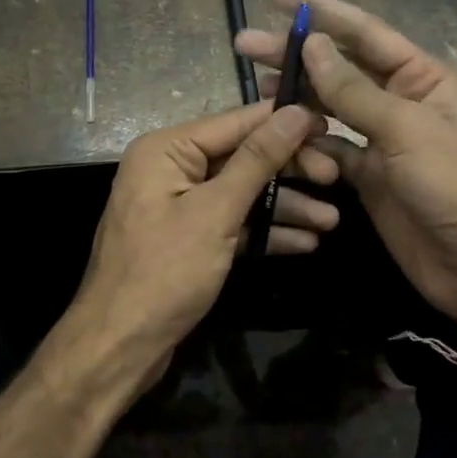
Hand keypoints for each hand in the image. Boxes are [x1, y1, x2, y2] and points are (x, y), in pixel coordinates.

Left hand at [67, 101, 333, 383]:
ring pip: (242, 193)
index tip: (331, 125)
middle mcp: (170, 169)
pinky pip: (232, 222)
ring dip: (285, 206)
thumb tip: (295, 112)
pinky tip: (305, 243)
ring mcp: (179, 205)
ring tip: (332, 221)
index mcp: (166, 150)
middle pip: (241, 157)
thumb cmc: (165, 271)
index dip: (285, 123)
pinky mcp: (189, 239)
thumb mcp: (216, 212)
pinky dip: (264, 231)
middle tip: (336, 179)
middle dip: (289, 170)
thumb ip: (257, 160)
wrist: (120, 345)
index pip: (236, 122)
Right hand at [237, 0, 456, 335]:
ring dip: (296, 100)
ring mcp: (381, 140)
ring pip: (329, 108)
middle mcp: (399, 101)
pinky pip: (329, 149)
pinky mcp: (367, 176)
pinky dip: (306, 145)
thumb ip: (354, 91)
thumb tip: (313, 46)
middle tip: (245, 46)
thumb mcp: (406, 130)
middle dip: (295, 56)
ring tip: (258, 90)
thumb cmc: (456, 185)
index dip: (321, 11)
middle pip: (339, 68)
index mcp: (421, 77)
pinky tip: (280, 137)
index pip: (365, 32)